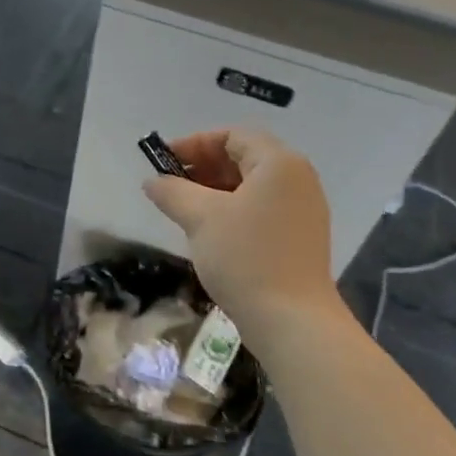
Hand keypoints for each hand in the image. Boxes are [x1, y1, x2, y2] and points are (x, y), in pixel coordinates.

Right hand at [142, 127, 347, 335]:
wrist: (292, 320)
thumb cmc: (245, 257)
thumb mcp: (200, 218)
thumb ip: (172, 192)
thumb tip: (152, 182)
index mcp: (279, 163)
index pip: (233, 136)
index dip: (194, 144)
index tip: (163, 162)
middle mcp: (297, 178)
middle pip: (244, 157)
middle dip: (203, 167)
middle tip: (170, 187)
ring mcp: (303, 209)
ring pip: (251, 186)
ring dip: (215, 190)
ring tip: (184, 210)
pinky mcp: (300, 236)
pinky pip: (261, 208)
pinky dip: (233, 210)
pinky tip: (209, 231)